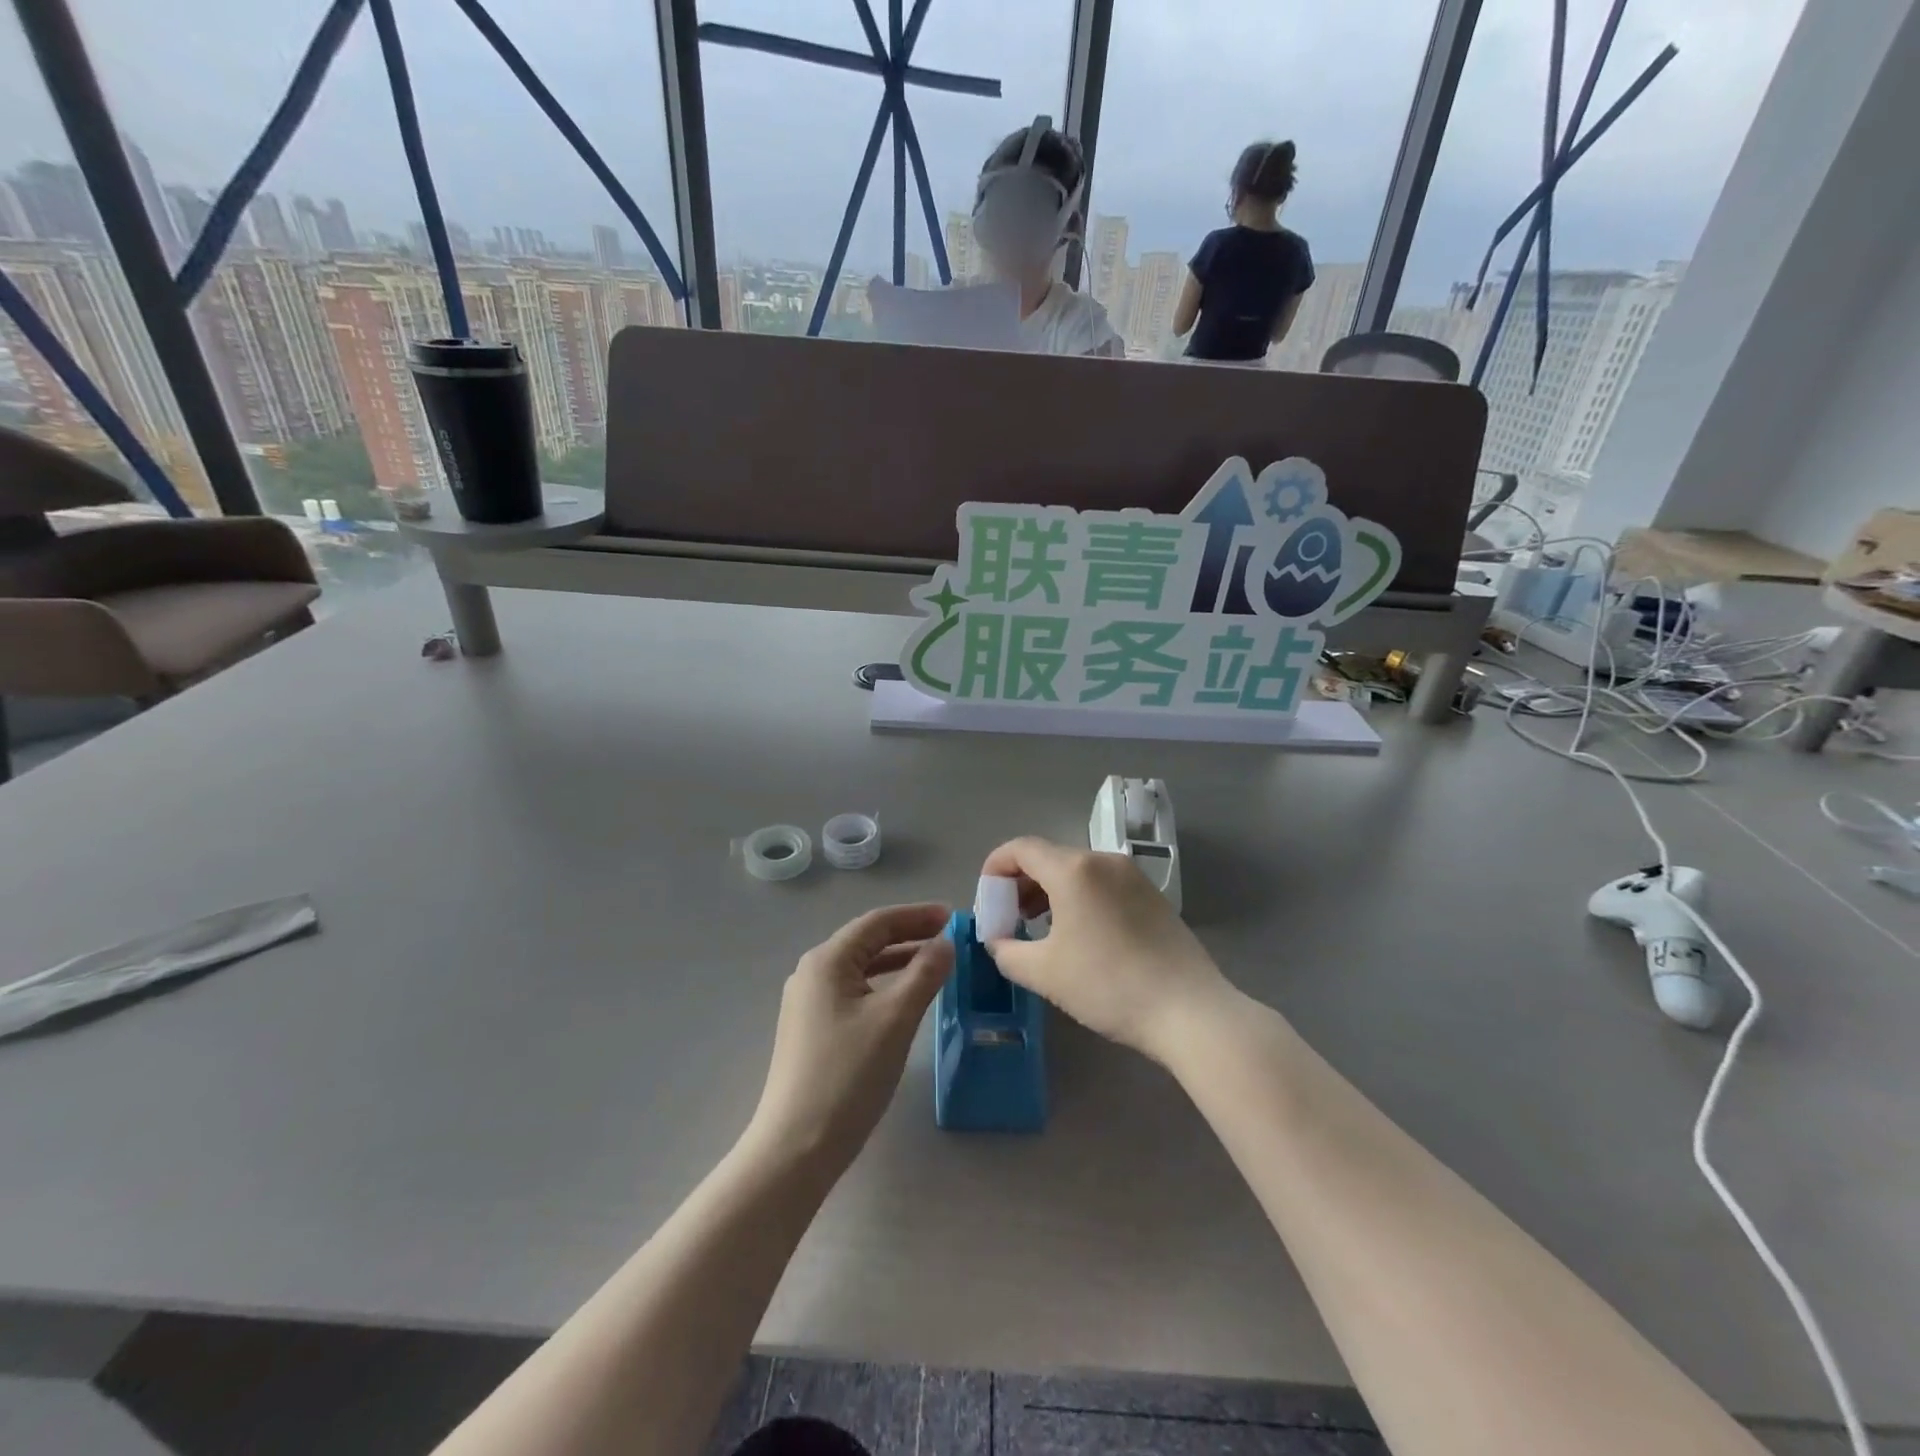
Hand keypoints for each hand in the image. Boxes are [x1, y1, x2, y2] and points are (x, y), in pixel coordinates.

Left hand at [745, 904, 953, 1181]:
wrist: (796, 1147)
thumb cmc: (848, 1075)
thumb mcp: (895, 1019)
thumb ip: (925, 973)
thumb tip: (946, 943)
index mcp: (826, 961)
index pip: (877, 922)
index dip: (917, 915)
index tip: (953, 916)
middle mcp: (812, 973)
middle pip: (867, 941)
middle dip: (910, 935)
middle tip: (950, 938)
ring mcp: (808, 1003)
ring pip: (861, 968)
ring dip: (898, 961)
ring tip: (936, 963)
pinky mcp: (811, 1030)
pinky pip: (854, 992)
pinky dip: (884, 986)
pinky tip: (905, 999)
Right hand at [980, 837, 1234, 1063]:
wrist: (1189, 1010)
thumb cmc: (1108, 986)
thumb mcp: (1045, 973)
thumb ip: (1007, 951)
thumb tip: (997, 940)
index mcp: (1074, 870)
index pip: (1021, 848)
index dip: (995, 867)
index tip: (987, 898)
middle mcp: (1104, 860)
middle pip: (1049, 857)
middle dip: (1021, 883)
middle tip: (1010, 918)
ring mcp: (1132, 875)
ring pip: (1077, 870)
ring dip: (1049, 891)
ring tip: (1040, 928)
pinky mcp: (1151, 895)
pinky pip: (1102, 883)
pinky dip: (1078, 897)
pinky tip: (1079, 935)